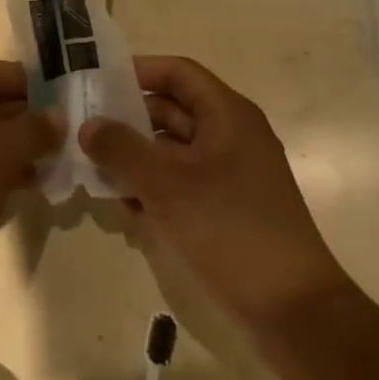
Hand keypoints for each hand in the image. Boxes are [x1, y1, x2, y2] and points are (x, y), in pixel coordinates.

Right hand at [80, 55, 347, 328]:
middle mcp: (231, 135)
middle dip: (128, 120)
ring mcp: (230, 173)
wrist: (293, 308)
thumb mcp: (166, 184)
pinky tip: (126, 210)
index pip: (178, 72)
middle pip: (172, 110)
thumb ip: (121, 149)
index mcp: (227, 114)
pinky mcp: (226, 207)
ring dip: (136, 159)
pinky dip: (154, 188)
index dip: (138, 71)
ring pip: (173, 150)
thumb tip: (87, 125)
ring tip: (96, 174)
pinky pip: (182, 183)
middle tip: (85, 131)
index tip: (97, 83)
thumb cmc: (230, 227)